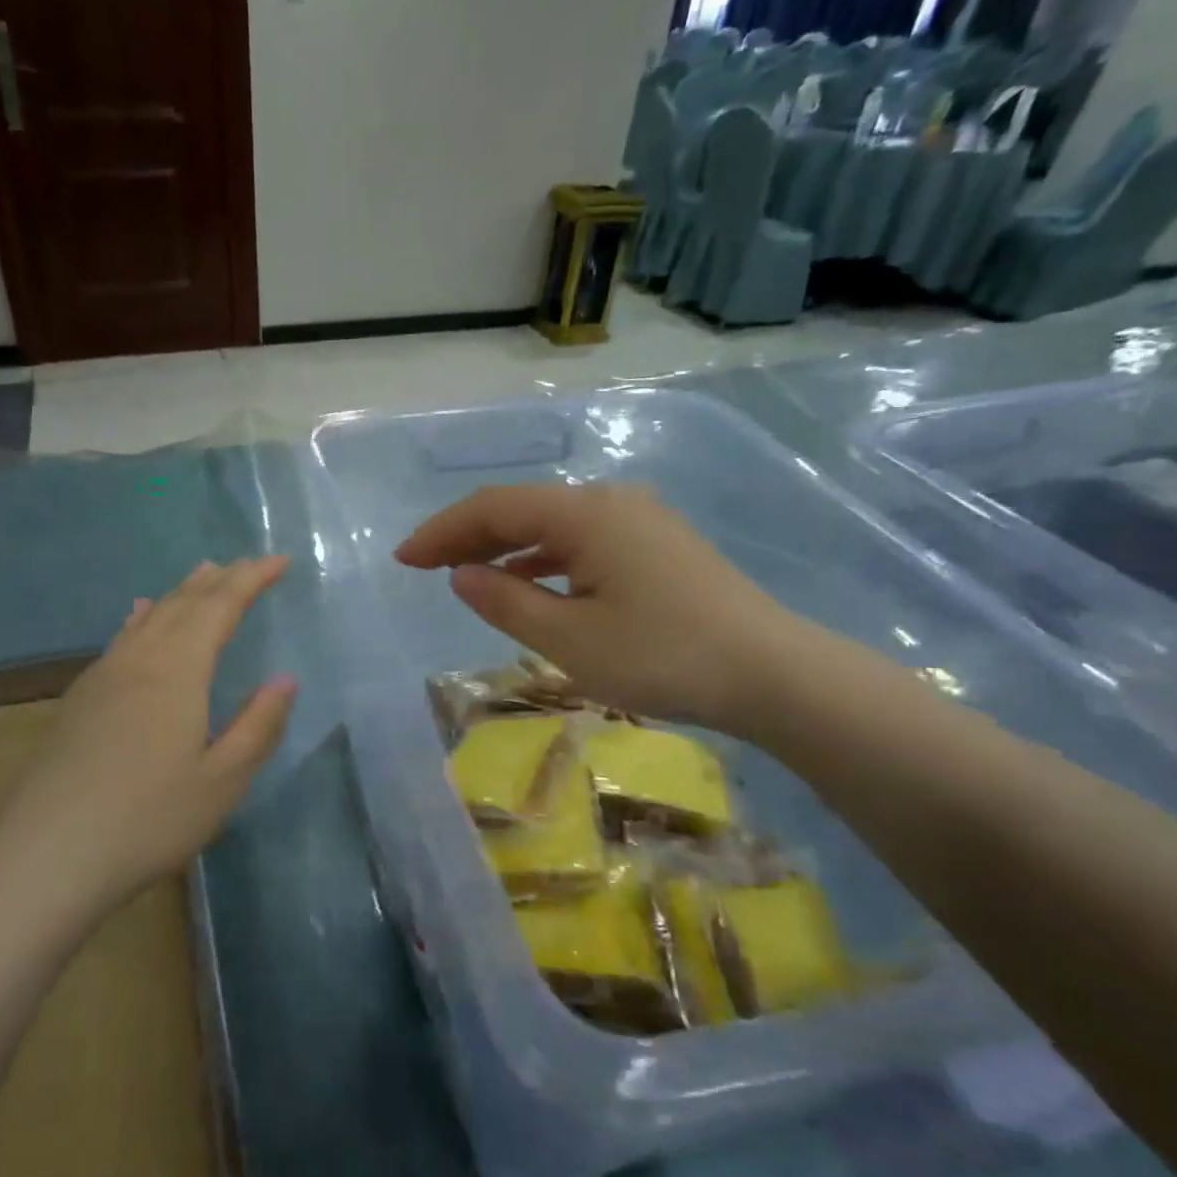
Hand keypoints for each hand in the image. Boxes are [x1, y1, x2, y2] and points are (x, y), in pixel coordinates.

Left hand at [0, 557, 296, 909]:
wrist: (48, 856)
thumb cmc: (148, 820)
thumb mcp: (223, 781)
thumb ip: (259, 725)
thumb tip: (285, 679)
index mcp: (178, 671)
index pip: (221, 606)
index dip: (252, 578)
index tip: (281, 560)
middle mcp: (139, 659)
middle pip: (183, 603)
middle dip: (221, 579)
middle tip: (249, 565)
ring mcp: (103, 676)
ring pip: (150, 616)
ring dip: (183, 592)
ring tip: (205, 573)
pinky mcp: (80, 698)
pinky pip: (123, 637)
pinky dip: (145, 616)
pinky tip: (141, 616)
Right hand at [394, 484, 804, 735]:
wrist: (773, 675)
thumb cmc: (664, 657)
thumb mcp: (570, 638)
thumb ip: (506, 602)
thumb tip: (461, 574)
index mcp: (586, 514)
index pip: (494, 508)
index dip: (442, 530)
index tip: (403, 559)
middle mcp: (610, 502)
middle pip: (522, 508)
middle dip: (467, 535)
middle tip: (422, 566)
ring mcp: (638, 521)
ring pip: (552, 524)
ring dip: (504, 546)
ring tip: (465, 575)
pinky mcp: (655, 545)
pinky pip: (581, 541)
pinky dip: (543, 558)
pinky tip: (528, 582)